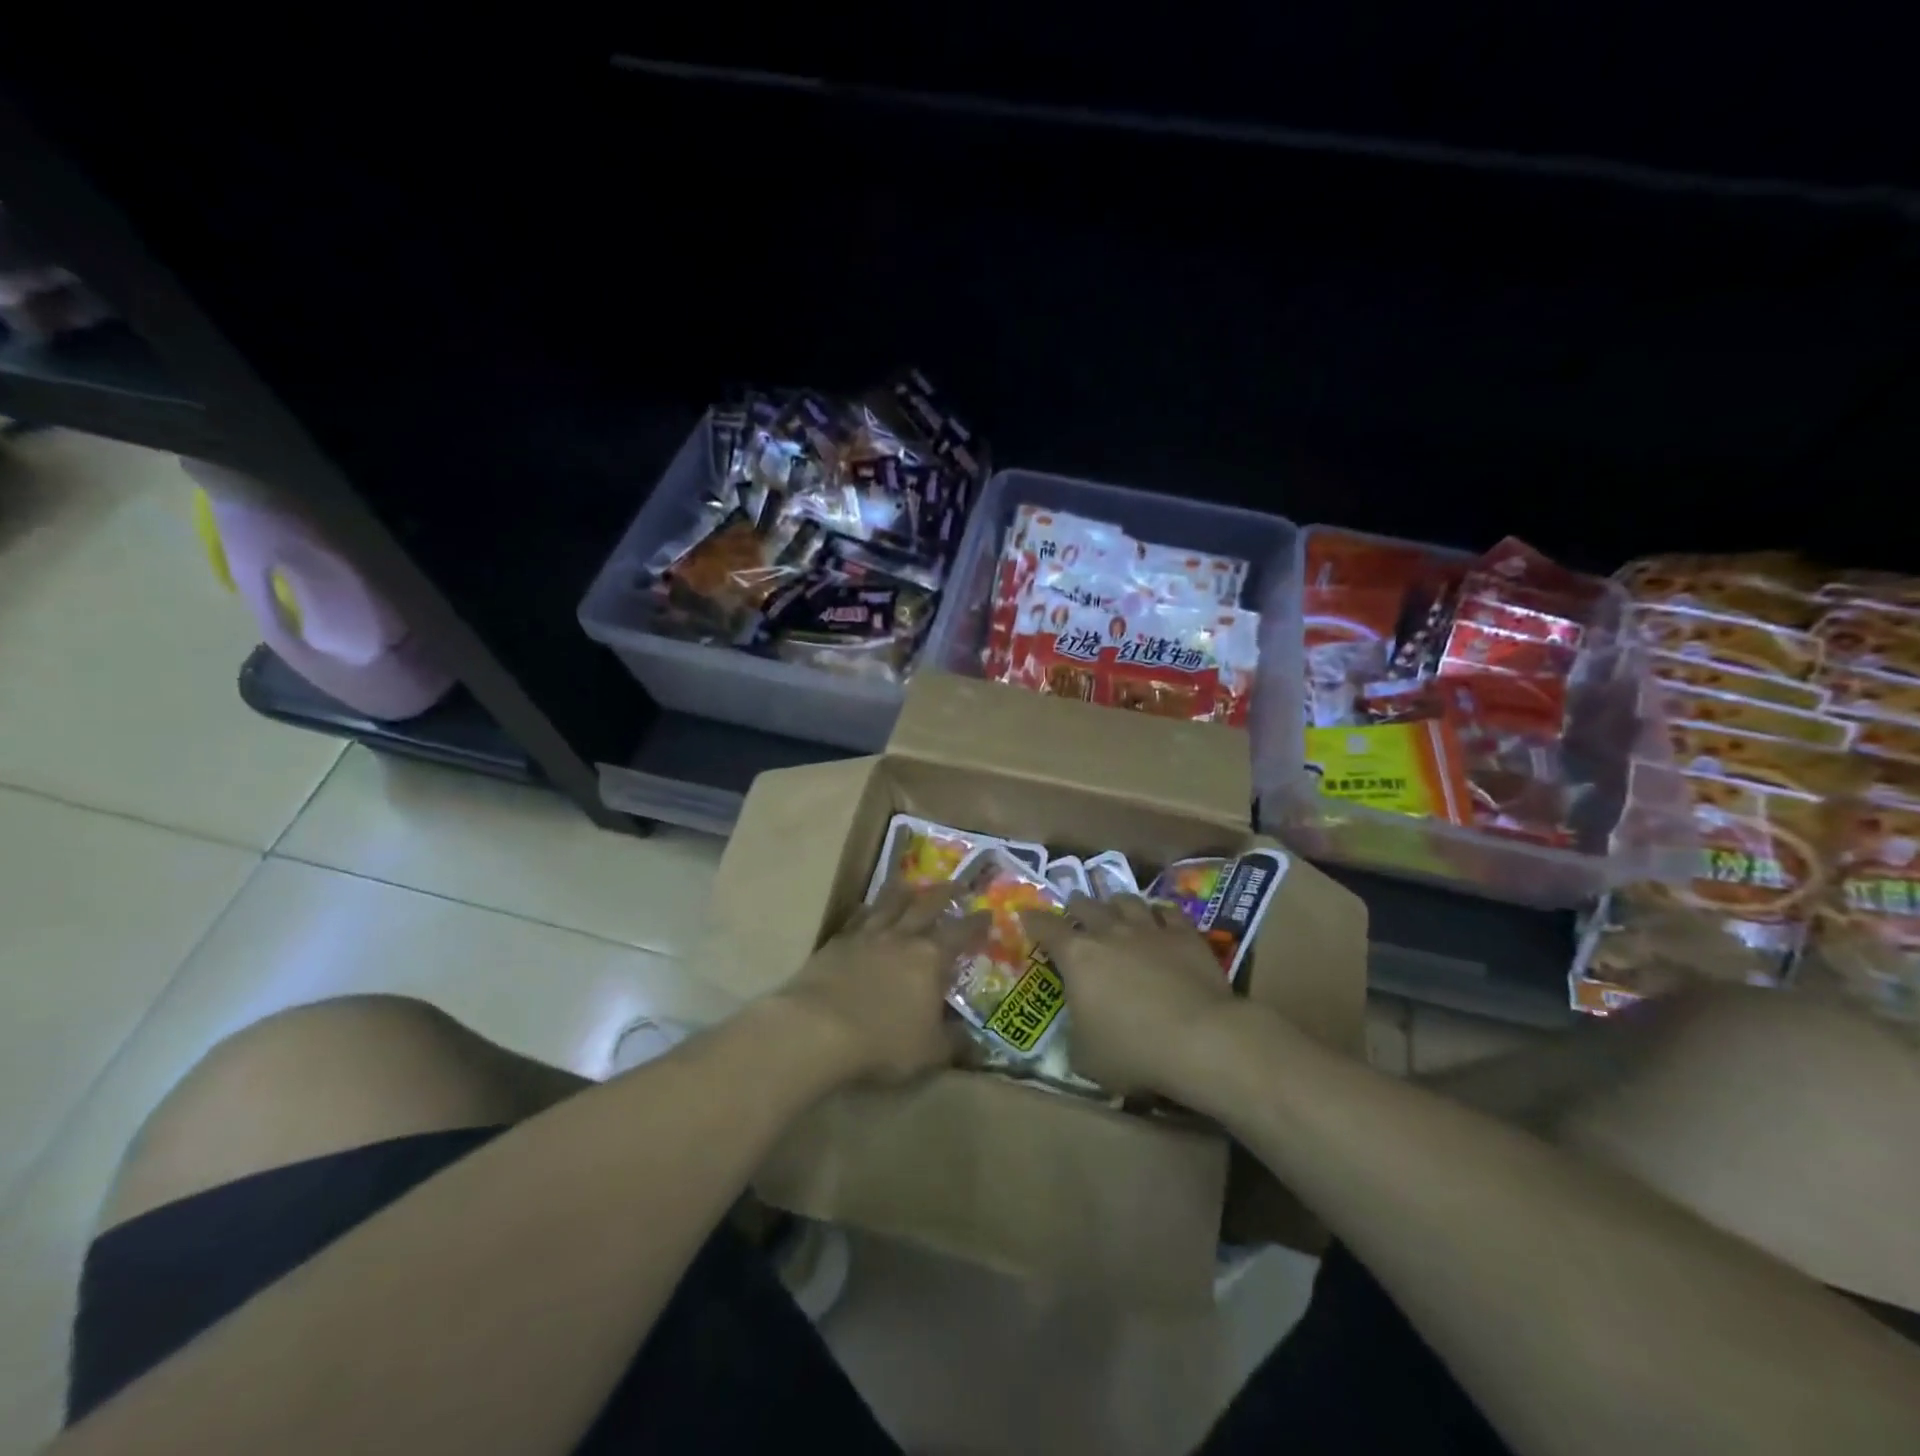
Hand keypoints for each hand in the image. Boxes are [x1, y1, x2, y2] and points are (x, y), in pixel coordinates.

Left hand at [774, 884, 988, 1086]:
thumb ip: (954, 1043)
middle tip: (957, 883)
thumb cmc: (883, 1041)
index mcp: (930, 958)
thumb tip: (976, 1043)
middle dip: (945, 893)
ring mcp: (866, 936)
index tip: (987, 913)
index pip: (960, 933)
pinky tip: (865, 908)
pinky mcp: (837, 943)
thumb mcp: (930, 1052)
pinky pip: (856, 919)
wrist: (818, 1029)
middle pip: (926, 905)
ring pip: (888, 904)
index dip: (976, 923)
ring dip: (902, 892)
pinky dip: (865, 910)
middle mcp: (901, 938)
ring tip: (909, 883)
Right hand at [1020, 894, 1237, 1096]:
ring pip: (1127, 901)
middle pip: (1086, 905)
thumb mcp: (1086, 1057)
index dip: (1033, 920)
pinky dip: (1160, 913)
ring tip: (1115, 908)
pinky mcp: (1186, 935)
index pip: (1046, 928)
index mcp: (1077, 957)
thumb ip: (1075, 1034)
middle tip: (1074, 910)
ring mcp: (1149, 929)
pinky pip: (1169, 912)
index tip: (1026, 914)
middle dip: (1076, 906)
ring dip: (1116, 903)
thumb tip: (1078, 1029)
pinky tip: (1161, 918)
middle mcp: (1109, 932)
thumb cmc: (1132, 1052)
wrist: (1200, 1039)